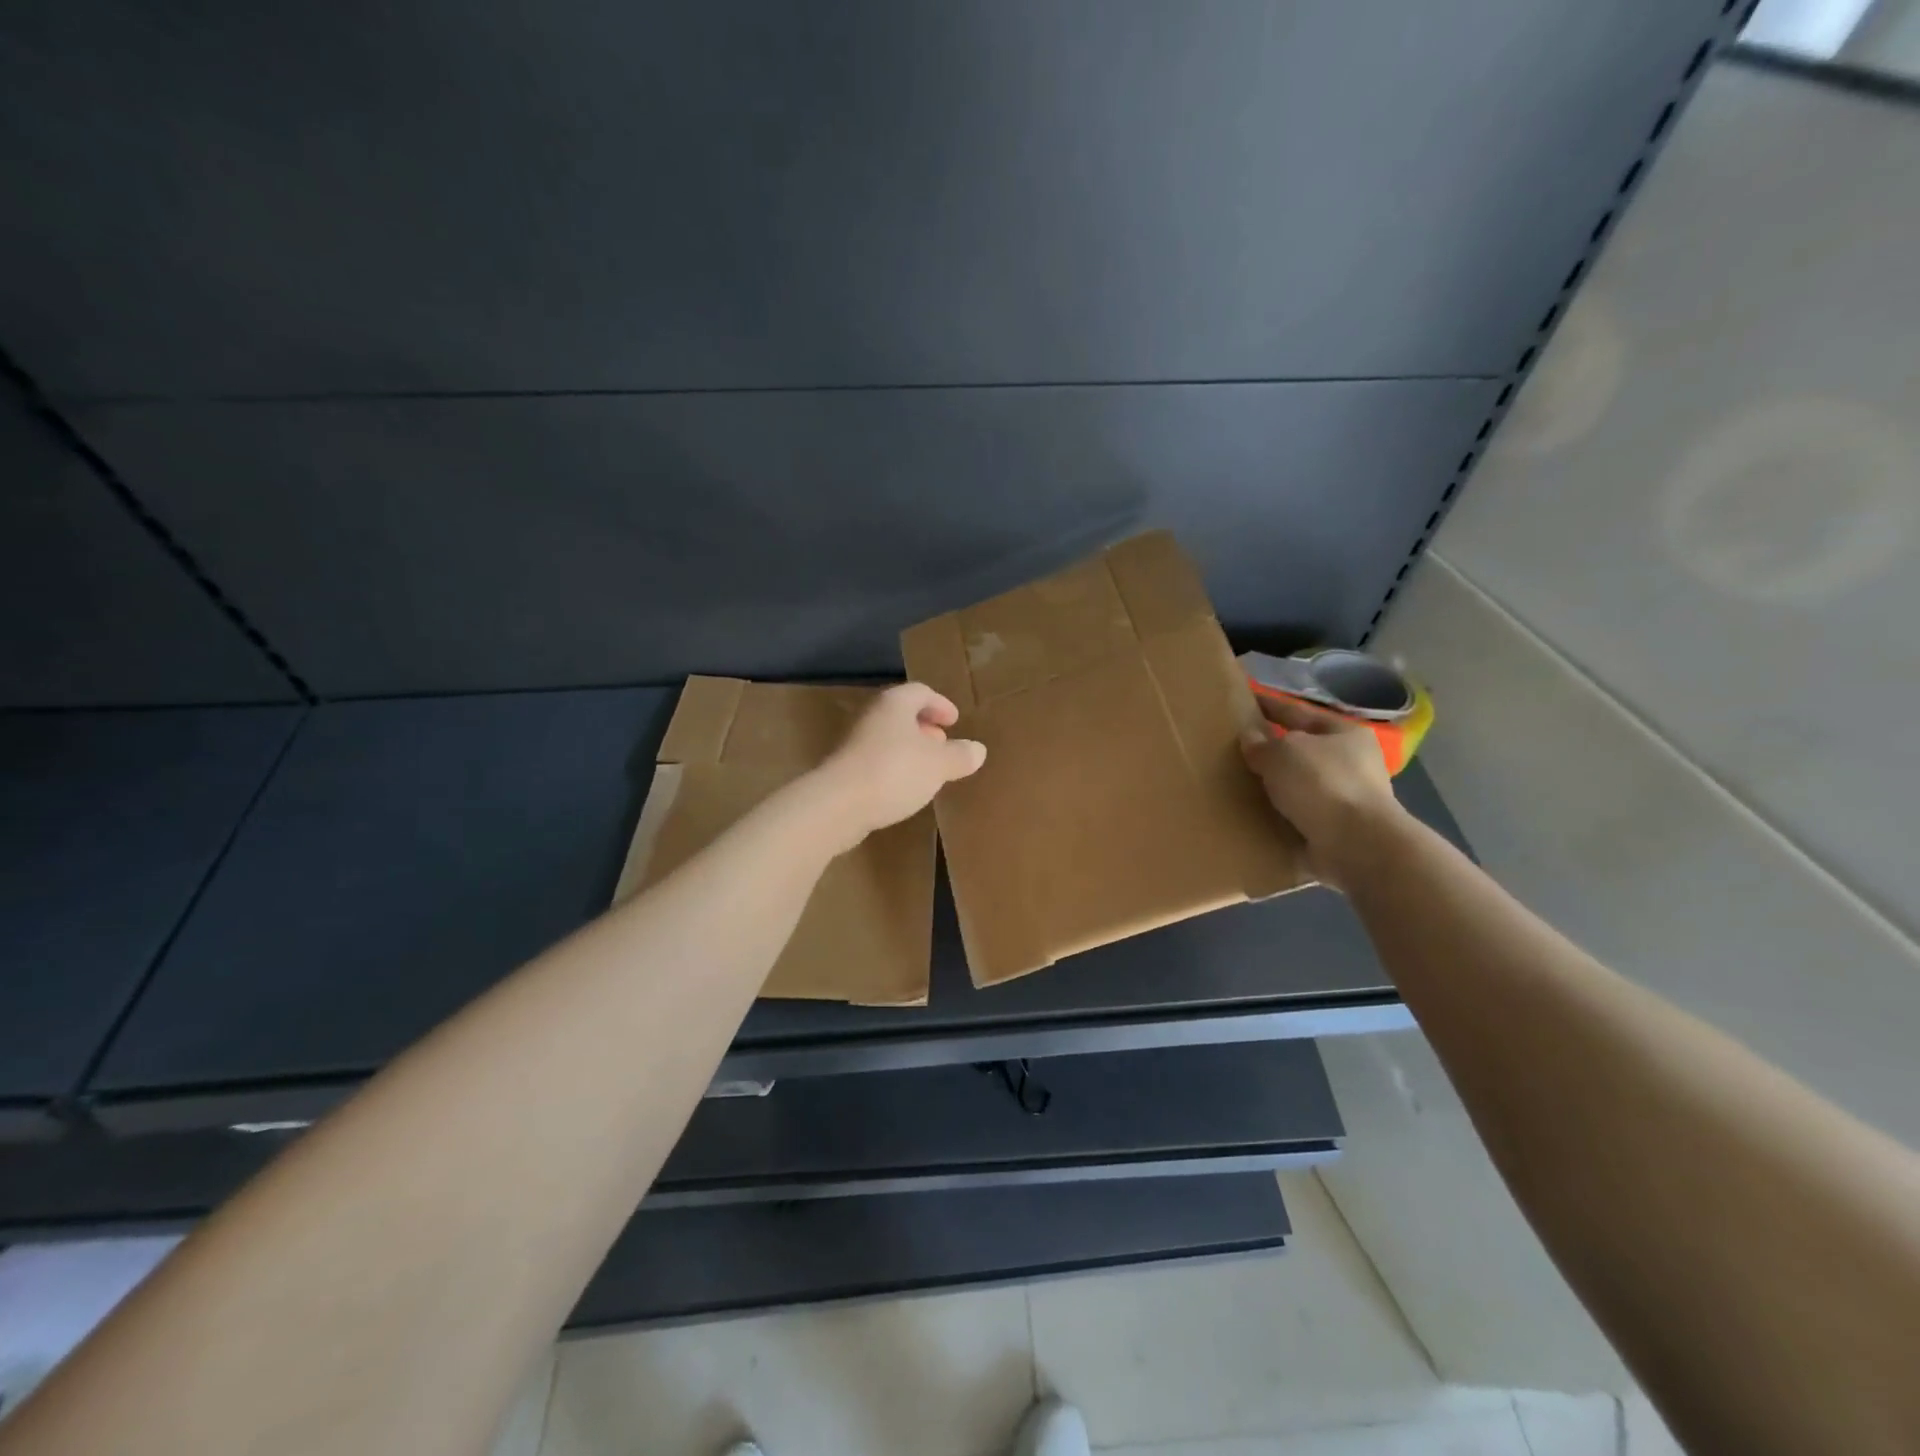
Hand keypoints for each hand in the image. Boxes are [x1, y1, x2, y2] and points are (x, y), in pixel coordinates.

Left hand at [805, 683, 986, 850]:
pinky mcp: (844, 770)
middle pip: (901, 714)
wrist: (837, 805)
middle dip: (924, 727)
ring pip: (888, 738)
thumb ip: (959, 755)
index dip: (940, 704)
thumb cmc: (894, 772)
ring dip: (909, 749)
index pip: (921, 692)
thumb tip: (977, 750)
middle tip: (942, 743)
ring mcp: (854, 743)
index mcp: (894, 704)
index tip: (954, 720)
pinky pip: (877, 760)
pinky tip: (904, 788)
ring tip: (928, 769)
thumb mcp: (939, 764)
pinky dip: (894, 767)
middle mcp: (872, 716)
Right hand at [1240, 694, 1405, 890]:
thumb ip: (1261, 744)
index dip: (1271, 705)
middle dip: (1276, 750)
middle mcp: (1353, 762)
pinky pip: (1303, 814)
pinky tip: (1259, 815)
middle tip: (1240, 749)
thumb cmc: (1322, 784)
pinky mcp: (1340, 829)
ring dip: (1280, 786)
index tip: (1246, 701)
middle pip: (1304, 749)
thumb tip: (1250, 738)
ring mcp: (1349, 797)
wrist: (1357, 844)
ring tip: (1245, 785)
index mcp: (1344, 733)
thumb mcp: (1282, 754)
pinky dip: (1284, 814)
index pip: (1298, 711)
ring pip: (1304, 783)